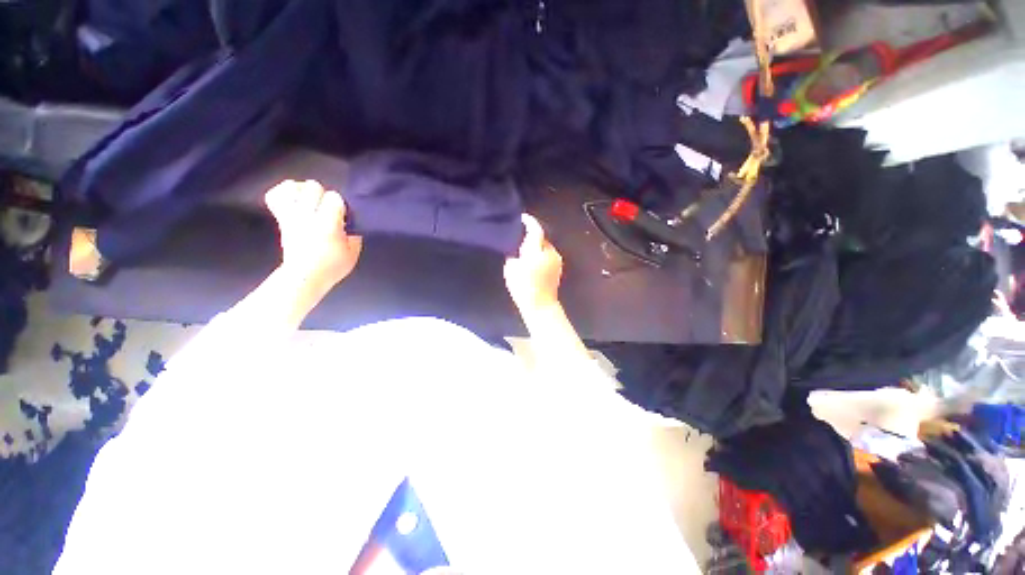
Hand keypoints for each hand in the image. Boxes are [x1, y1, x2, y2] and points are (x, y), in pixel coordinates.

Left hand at [265, 180, 362, 286]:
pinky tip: (294, 200)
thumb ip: (353, 233)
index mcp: (327, 224)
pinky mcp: (281, 218)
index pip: (334, 197)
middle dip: (323, 196)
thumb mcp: (353, 252)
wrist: (304, 276)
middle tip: (327, 210)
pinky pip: (275, 196)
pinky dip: (284, 193)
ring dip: (303, 191)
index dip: (340, 205)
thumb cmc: (332, 266)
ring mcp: (291, 216)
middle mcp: (307, 216)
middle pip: (313, 186)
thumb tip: (351, 222)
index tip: (342, 216)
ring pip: (292, 187)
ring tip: (310, 202)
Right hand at [504, 214, 562, 313]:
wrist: (541, 305)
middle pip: (541, 238)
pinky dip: (541, 255)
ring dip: (537, 247)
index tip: (523, 218)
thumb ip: (514, 255)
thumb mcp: (511, 269)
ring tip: (526, 254)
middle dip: (532, 238)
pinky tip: (534, 263)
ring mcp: (556, 260)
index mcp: (538, 250)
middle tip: (520, 241)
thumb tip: (517, 250)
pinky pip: (548, 256)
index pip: (536, 230)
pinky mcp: (558, 268)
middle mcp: (550, 252)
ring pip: (545, 248)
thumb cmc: (523, 287)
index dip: (530, 222)